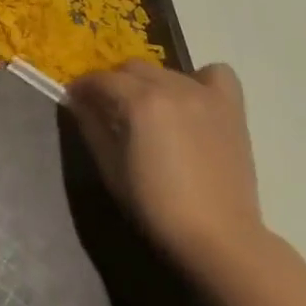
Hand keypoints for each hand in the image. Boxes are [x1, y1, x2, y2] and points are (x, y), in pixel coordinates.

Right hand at [66, 60, 266, 273]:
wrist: (217, 236)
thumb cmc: (155, 206)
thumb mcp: (110, 167)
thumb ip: (91, 126)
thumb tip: (78, 101)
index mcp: (140, 102)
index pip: (101, 79)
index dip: (82, 87)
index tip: (74, 99)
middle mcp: (173, 88)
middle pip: (133, 68)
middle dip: (113, 82)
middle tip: (107, 107)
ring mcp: (206, 96)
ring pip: (166, 72)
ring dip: (149, 83)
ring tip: (147, 109)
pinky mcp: (231, 109)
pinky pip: (216, 74)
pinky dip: (200, 80)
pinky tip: (191, 100)